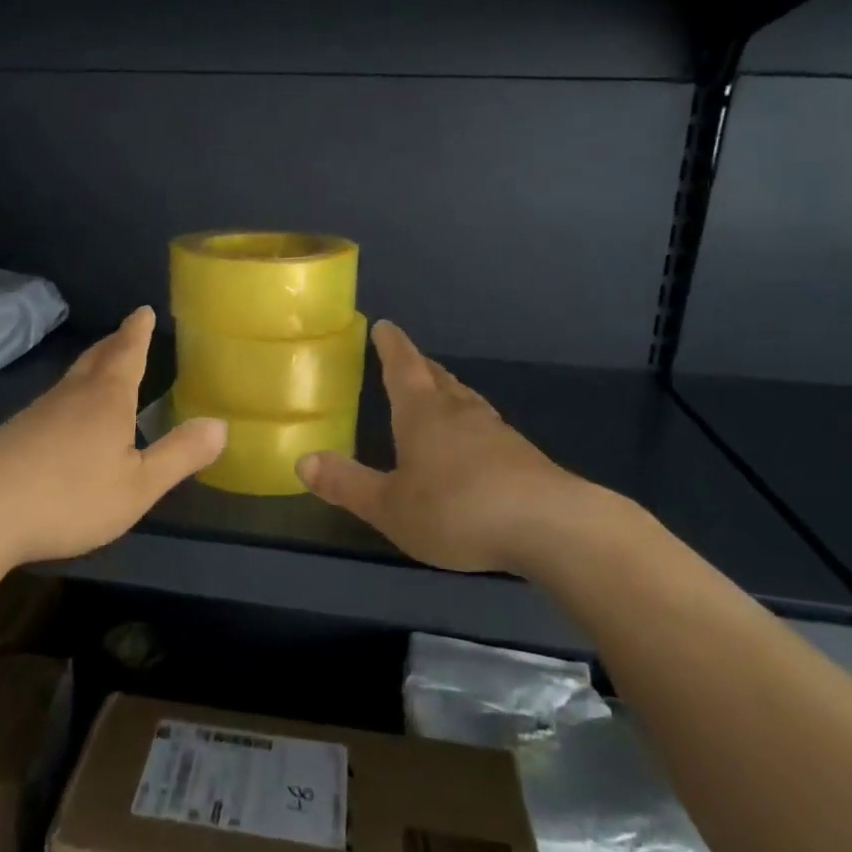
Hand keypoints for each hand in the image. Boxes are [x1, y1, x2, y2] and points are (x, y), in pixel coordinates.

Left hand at [0, 307, 226, 566]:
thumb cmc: (71, 497)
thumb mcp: (139, 486)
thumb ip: (180, 455)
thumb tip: (221, 424)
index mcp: (107, 399)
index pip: (127, 354)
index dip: (138, 332)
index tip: (143, 310)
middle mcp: (72, 395)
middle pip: (97, 358)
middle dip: (115, 343)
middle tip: (127, 330)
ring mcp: (39, 411)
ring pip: (72, 378)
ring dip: (92, 365)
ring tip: (103, 365)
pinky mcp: (16, 432)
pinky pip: (54, 400)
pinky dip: (71, 393)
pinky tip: (67, 415)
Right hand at [296, 320, 608, 575]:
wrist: (549, 526)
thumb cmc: (457, 509)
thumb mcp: (390, 505)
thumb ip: (347, 484)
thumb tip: (302, 460)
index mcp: (423, 414)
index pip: (403, 368)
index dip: (392, 346)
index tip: (385, 326)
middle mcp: (459, 413)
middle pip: (438, 379)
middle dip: (421, 367)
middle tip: (410, 359)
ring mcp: (496, 432)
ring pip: (466, 401)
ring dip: (449, 392)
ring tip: (441, 393)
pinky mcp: (523, 457)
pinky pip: (487, 428)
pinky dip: (473, 425)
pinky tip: (476, 444)